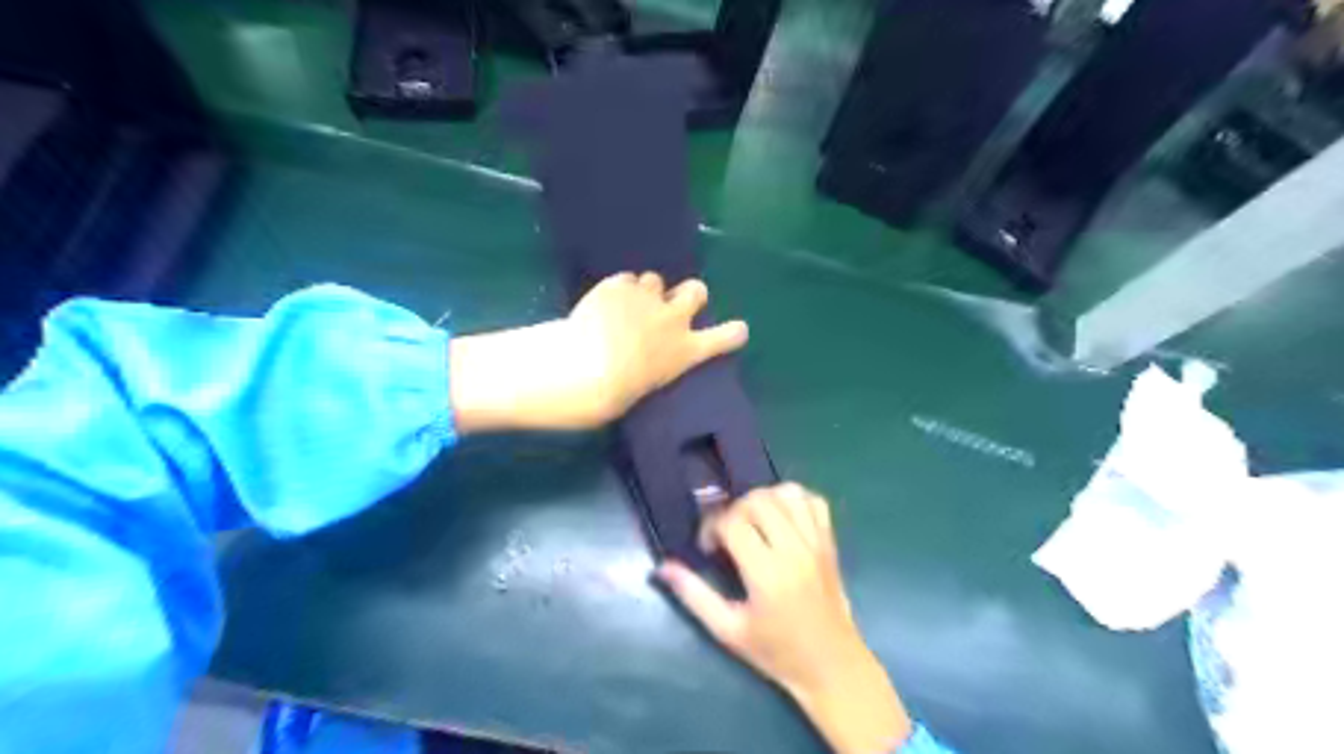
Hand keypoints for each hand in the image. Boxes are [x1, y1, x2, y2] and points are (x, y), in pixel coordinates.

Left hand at [563, 270, 750, 424]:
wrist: (583, 370)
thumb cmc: (614, 394)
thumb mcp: (649, 384)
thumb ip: (657, 360)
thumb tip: (649, 351)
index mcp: (685, 351)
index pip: (726, 337)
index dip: (733, 332)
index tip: (738, 329)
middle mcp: (673, 319)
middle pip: (697, 290)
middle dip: (689, 293)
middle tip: (672, 302)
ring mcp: (646, 298)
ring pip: (655, 280)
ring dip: (646, 291)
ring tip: (624, 308)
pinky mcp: (618, 285)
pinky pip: (624, 279)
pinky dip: (617, 289)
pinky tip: (602, 304)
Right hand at [662, 482, 912, 752]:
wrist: (831, 666)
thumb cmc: (776, 652)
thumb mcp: (728, 630)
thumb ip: (694, 595)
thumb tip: (662, 567)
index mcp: (767, 574)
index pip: (733, 522)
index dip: (711, 527)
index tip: (708, 548)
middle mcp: (794, 549)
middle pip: (759, 500)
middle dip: (734, 509)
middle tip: (728, 534)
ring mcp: (816, 542)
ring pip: (787, 493)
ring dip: (762, 499)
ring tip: (752, 522)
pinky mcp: (830, 542)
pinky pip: (813, 501)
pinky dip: (793, 499)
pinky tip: (780, 517)